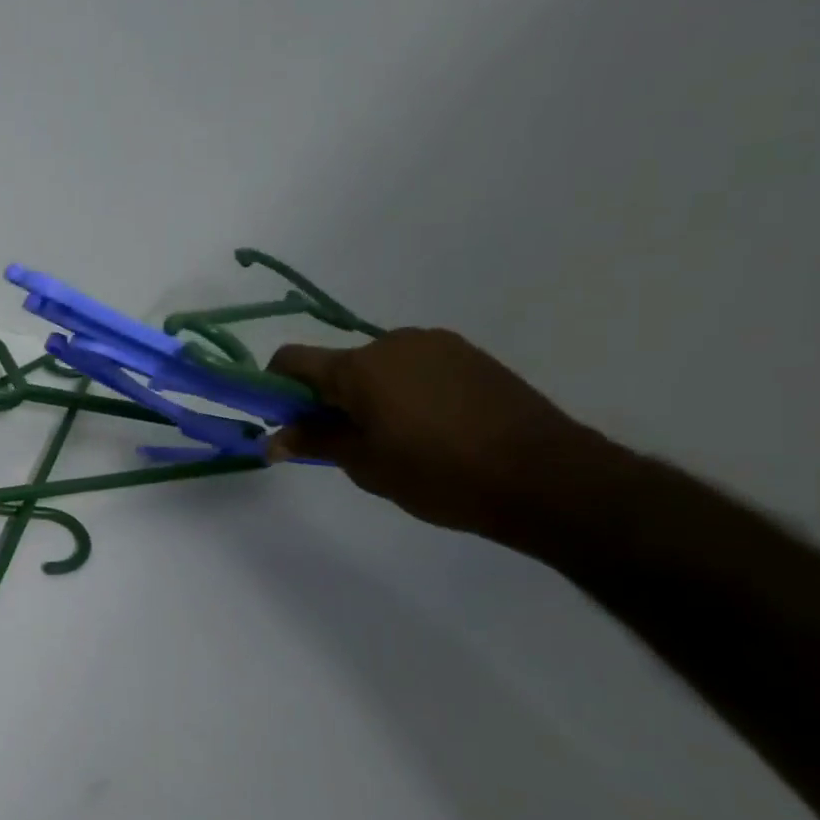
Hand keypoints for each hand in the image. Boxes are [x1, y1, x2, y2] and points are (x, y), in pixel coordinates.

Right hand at [268, 327, 608, 541]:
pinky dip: (404, 390)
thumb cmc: (440, 474)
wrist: (547, 477)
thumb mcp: (365, 465)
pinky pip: (415, 367)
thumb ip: (314, 443)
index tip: (283, 420)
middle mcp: (393, 343)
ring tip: (394, 438)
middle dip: (328, 397)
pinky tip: (429, 427)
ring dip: (368, 394)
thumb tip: (272, 440)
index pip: (292, 360)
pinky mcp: (470, 356)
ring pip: (378, 366)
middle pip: (337, 364)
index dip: (275, 387)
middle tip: (343, 442)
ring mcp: (436, 345)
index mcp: (359, 367)